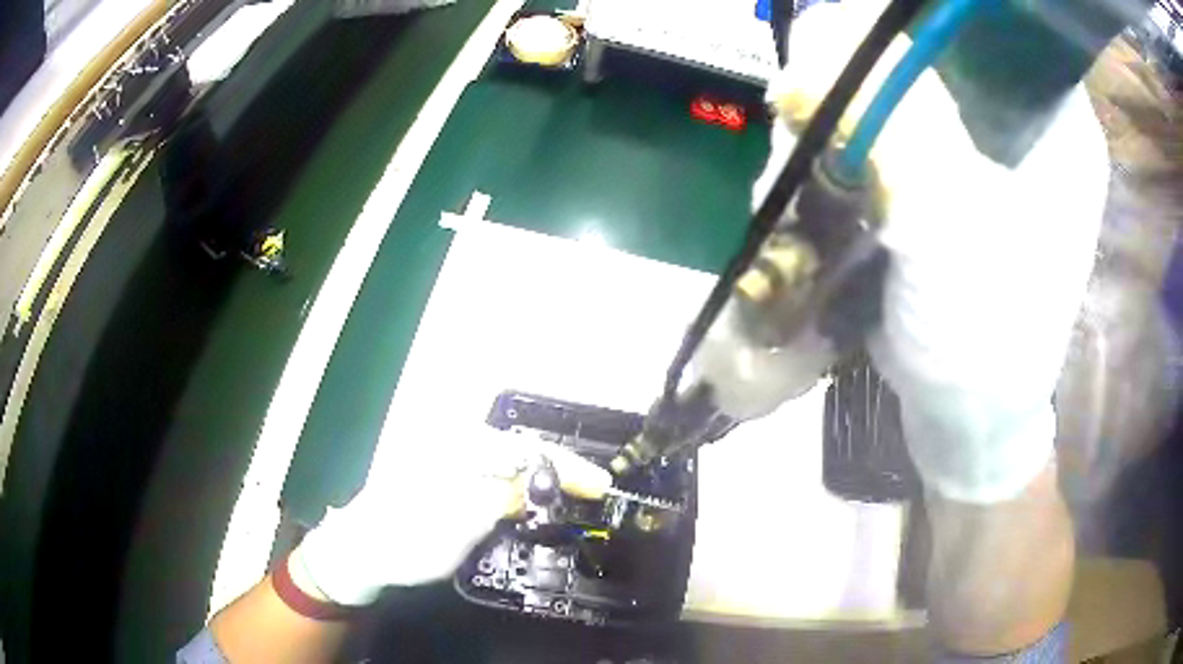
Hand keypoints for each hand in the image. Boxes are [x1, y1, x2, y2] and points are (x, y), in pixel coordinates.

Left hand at [292, 429, 611, 604]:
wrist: (358, 550)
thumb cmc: (402, 542)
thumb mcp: (456, 527)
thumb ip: (498, 500)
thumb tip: (534, 484)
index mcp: (452, 446)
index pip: (524, 449)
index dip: (566, 467)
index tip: (599, 486)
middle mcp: (450, 440)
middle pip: (518, 448)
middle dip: (558, 468)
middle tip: (592, 489)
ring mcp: (444, 455)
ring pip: (506, 459)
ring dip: (540, 476)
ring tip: (572, 492)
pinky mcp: (443, 472)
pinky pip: (490, 471)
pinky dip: (517, 483)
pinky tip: (531, 496)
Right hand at [759, 1, 1108, 502]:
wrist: (968, 423)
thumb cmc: (986, 338)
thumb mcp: (955, 223)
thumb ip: (903, 116)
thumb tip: (827, 24)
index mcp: (1058, 122)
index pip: (989, 23)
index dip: (918, 17)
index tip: (860, 44)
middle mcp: (1030, 126)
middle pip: (942, 49)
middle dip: (876, 69)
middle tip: (828, 108)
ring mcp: (992, 154)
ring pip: (912, 87)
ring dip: (855, 111)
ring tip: (816, 156)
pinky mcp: (957, 183)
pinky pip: (900, 128)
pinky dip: (856, 140)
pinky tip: (830, 172)